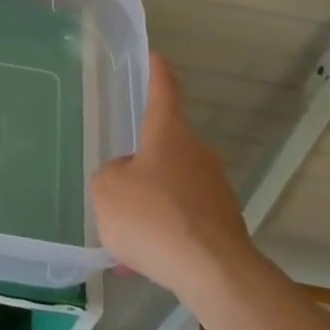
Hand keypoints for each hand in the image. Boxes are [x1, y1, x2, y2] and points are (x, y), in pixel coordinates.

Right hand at [92, 55, 255, 298]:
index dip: (157, 73)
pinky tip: (144, 262)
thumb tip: (127, 177)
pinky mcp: (223, 222)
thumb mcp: (106, 191)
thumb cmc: (153, 217)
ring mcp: (214, 188)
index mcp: (168, 133)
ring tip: (125, 239)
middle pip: (164, 146)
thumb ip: (110, 175)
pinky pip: (183, 220)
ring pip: (172, 187)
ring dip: (150, 204)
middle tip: (117, 186)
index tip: (156, 57)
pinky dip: (164, 234)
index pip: (163, 91)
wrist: (213, 272)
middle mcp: (196, 152)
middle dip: (141, 163)